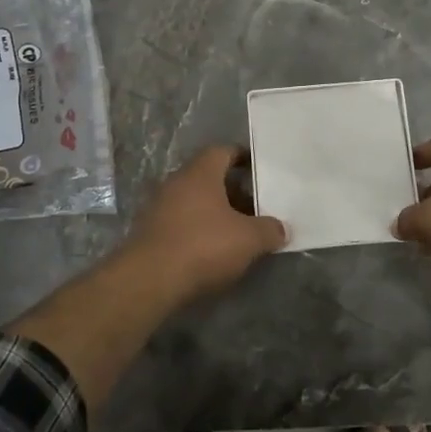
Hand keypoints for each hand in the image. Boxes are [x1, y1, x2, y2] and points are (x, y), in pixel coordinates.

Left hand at [120, 145, 286, 299]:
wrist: (148, 280)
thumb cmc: (203, 246)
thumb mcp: (248, 239)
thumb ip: (269, 230)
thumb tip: (281, 229)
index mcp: (200, 173)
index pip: (223, 151)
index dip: (242, 157)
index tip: (259, 170)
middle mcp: (176, 182)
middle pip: (209, 177)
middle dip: (232, 190)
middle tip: (255, 206)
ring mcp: (158, 207)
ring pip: (194, 201)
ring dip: (214, 212)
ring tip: (237, 230)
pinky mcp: (149, 232)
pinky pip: (180, 221)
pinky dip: (197, 229)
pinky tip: (212, 249)